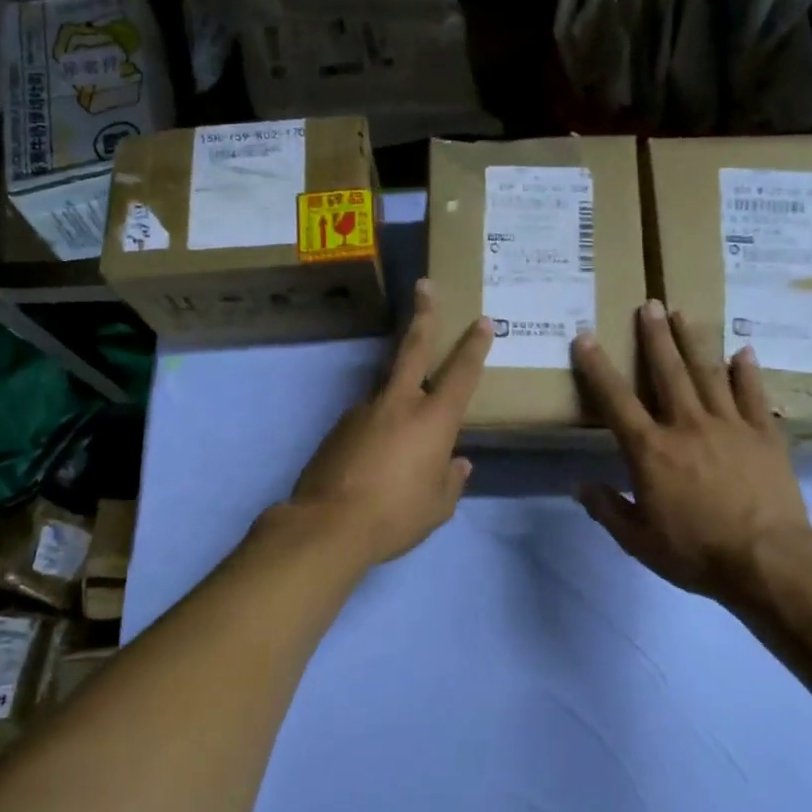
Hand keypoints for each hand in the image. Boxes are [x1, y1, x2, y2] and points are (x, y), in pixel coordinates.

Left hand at [290, 279, 490, 567]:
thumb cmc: (396, 516)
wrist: (329, 525)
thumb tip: (458, 464)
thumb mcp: (438, 506)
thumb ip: (451, 480)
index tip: (482, 321)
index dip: (474, 346)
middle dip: (424, 315)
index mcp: (433, 420)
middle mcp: (399, 404)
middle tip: (424, 285)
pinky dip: (377, 427)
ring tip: (401, 435)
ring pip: (386, 387)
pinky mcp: (339, 426)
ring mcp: (364, 410)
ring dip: (398, 391)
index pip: (461, 374)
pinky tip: (376, 456)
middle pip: (413, 348)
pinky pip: (367, 418)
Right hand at [572, 300, 811, 609]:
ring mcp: (730, 426)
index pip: (616, 401)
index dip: (597, 367)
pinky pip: (753, 394)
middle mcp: (687, 426)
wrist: (769, 560)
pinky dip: (748, 371)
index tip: (585, 336)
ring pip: (708, 373)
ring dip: (693, 341)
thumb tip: (579, 485)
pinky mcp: (765, 434)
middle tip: (648, 304)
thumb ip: (608, 509)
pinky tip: (744, 351)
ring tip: (683, 313)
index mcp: (651, 451)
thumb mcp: (639, 541)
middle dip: (655, 336)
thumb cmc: (696, 552)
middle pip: (667, 372)